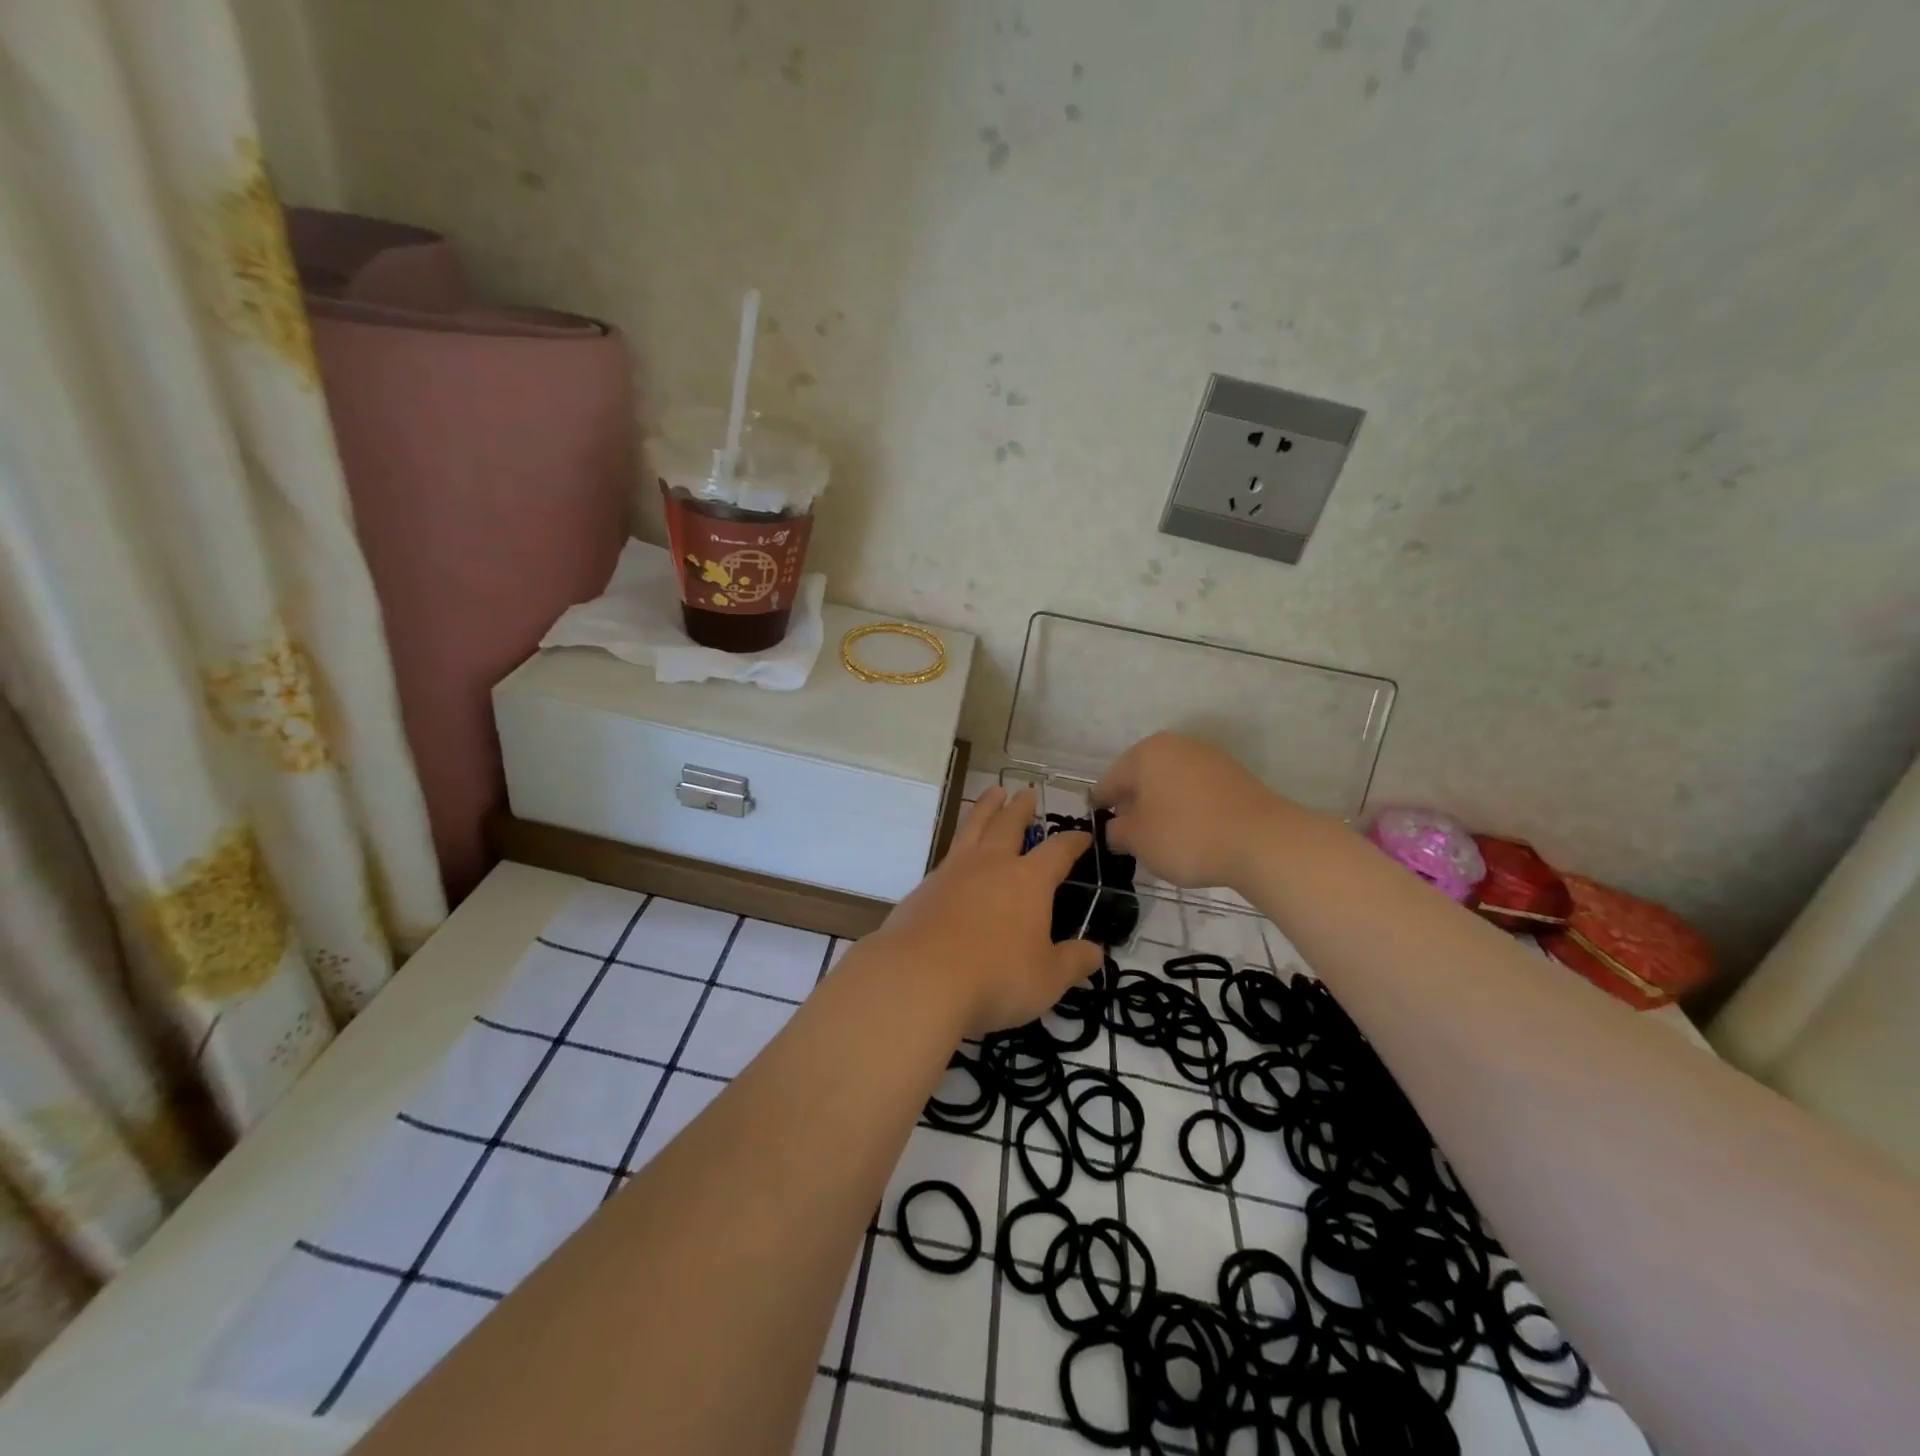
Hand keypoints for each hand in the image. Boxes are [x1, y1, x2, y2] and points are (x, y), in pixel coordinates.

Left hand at [870, 788, 1105, 1036]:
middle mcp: (992, 864)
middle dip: (1021, 808)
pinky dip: (959, 844)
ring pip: (974, 826)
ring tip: (993, 793)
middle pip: (1009, 824)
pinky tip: (958, 855)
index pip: (1058, 851)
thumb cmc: (995, 977)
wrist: (920, 978)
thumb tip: (1095, 952)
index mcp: (1028, 880)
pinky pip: (948, 854)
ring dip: (986, 807)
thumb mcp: (1047, 979)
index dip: (1073, 842)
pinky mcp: (925, 886)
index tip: (1083, 836)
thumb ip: (1073, 962)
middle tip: (1026, 793)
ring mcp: (954, 871)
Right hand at [1094, 732, 1292, 888]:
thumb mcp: (1137, 840)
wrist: (1262, 841)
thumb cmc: (1186, 835)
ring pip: (1171, 783)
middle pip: (1143, 777)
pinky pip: (1197, 792)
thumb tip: (1117, 828)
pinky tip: (1190, 833)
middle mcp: (1177, 745)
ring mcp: (1210, 758)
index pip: (1110, 780)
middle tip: (1127, 834)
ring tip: (1159, 838)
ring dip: (1161, 806)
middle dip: (1133, 803)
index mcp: (1146, 753)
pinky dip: (1187, 809)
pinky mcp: (1236, 777)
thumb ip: (1117, 831)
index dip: (1100, 804)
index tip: (1096, 824)